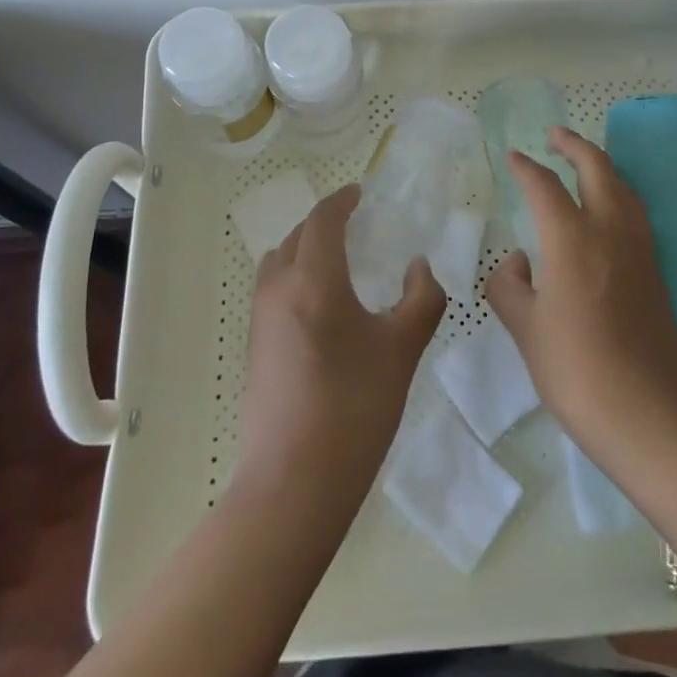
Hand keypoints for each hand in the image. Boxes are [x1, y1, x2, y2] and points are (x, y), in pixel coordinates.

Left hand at [237, 185, 446, 505]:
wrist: (294, 482)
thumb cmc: (355, 408)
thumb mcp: (402, 350)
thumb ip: (421, 299)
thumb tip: (420, 267)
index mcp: (314, 279)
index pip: (323, 219)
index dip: (342, 200)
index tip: (360, 193)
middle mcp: (279, 288)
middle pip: (297, 236)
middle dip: (324, 223)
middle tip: (355, 225)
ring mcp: (261, 318)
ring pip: (279, 261)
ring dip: (304, 248)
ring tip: (337, 260)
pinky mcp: (255, 346)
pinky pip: (273, 289)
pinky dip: (294, 276)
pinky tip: (321, 305)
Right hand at [485, 126, 676, 456]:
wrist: (650, 415)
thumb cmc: (577, 371)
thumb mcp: (526, 329)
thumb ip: (510, 287)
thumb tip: (518, 263)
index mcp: (571, 239)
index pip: (544, 186)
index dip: (526, 168)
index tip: (513, 157)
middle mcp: (609, 231)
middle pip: (596, 168)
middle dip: (574, 145)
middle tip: (555, 134)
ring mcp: (639, 250)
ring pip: (623, 186)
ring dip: (601, 165)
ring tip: (583, 162)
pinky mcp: (656, 271)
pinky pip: (635, 212)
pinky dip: (618, 193)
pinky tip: (608, 210)